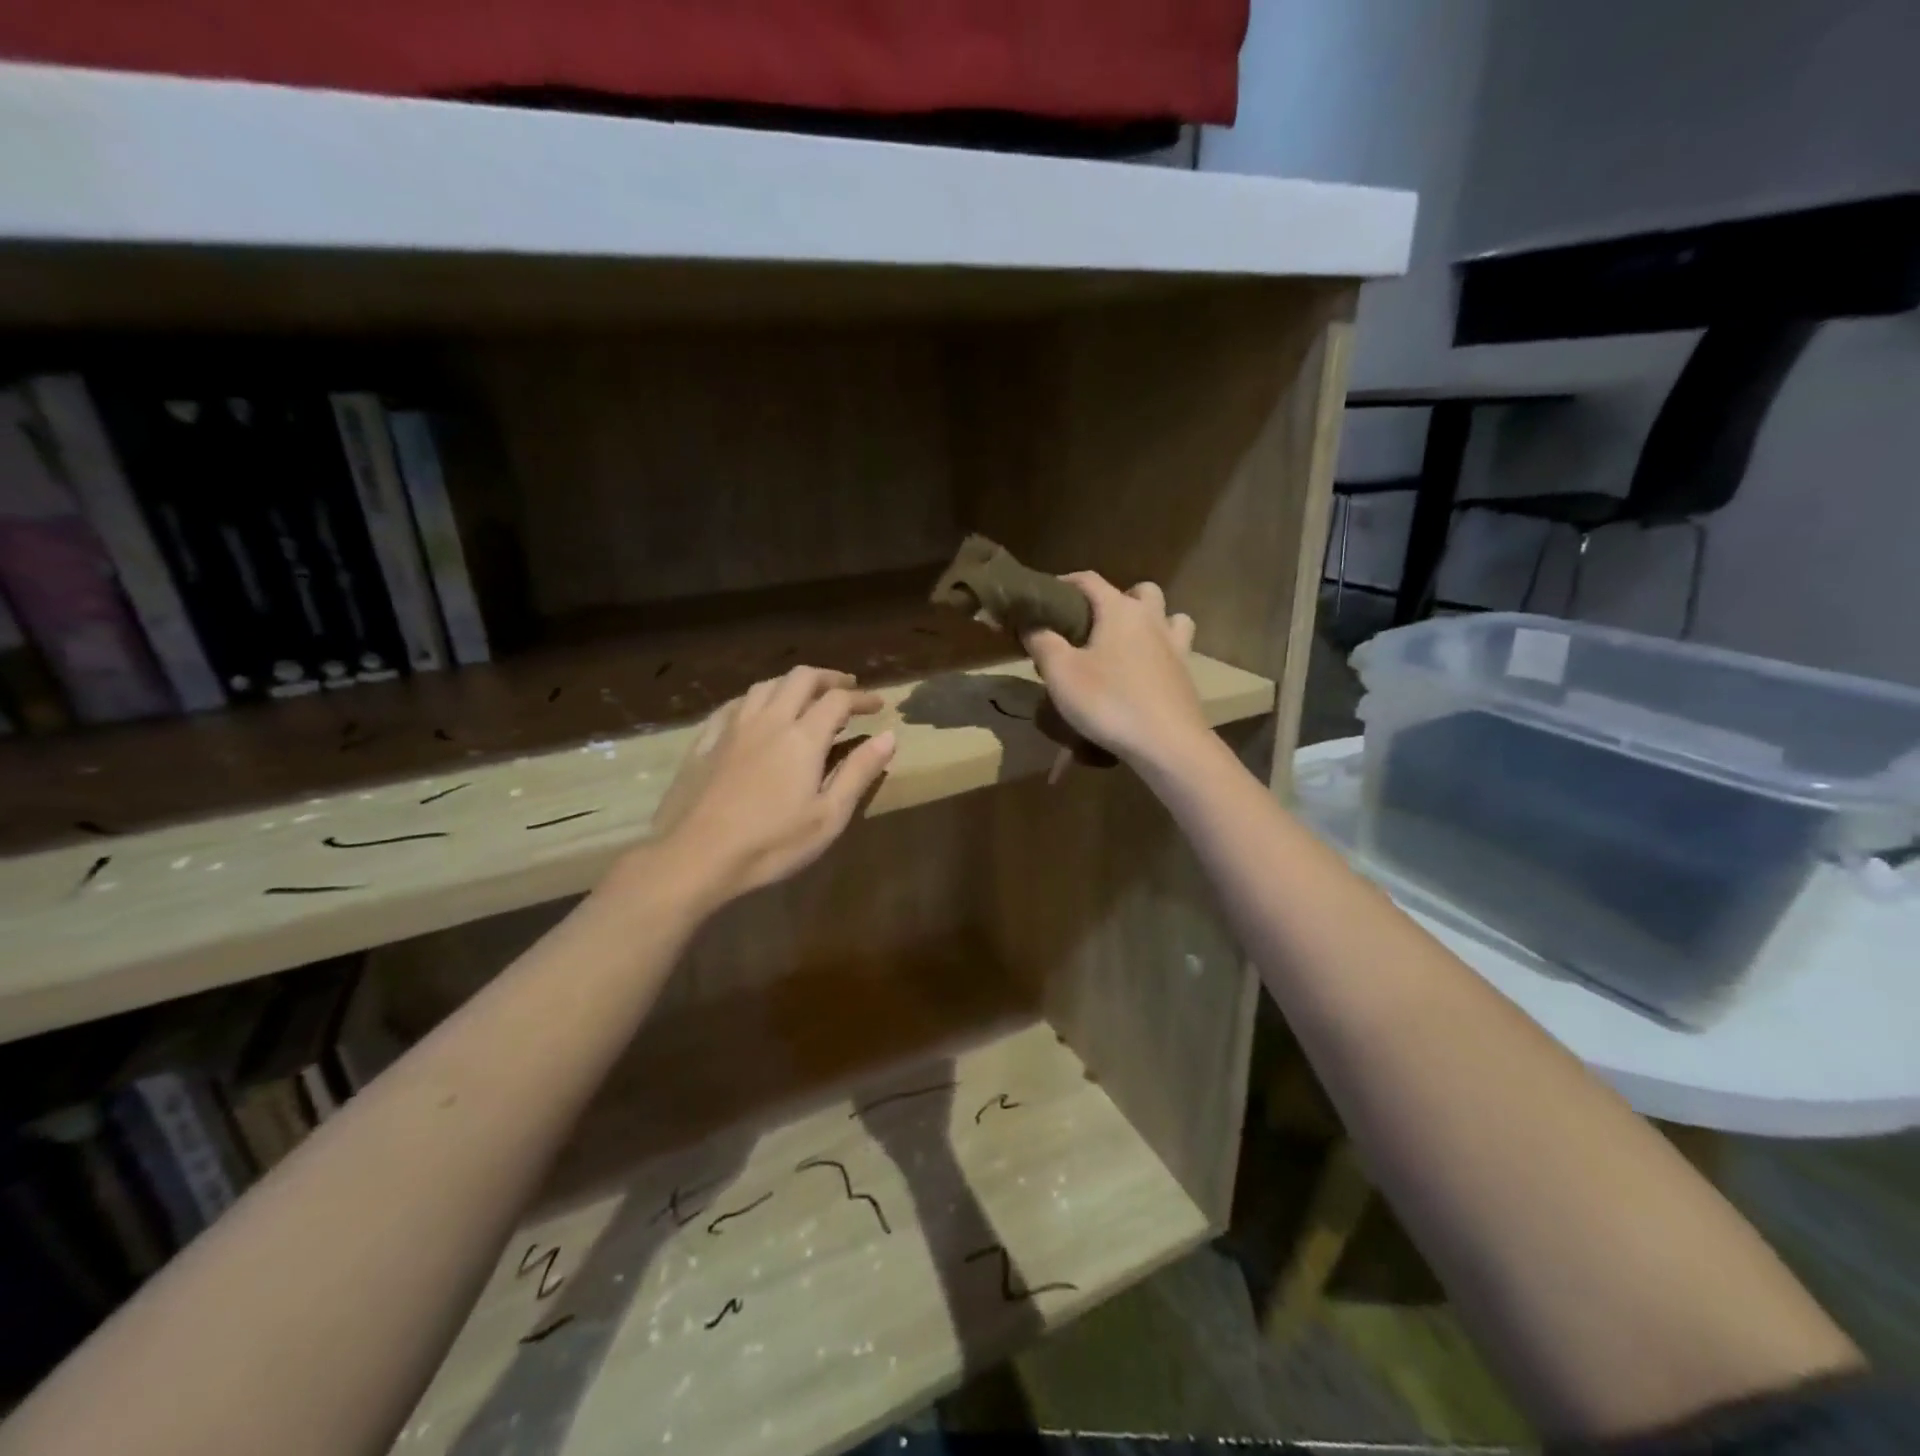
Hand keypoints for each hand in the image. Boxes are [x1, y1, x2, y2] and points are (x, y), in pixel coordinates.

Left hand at [649, 666, 895, 906]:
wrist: (695, 857)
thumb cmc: (771, 843)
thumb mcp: (828, 816)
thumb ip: (859, 772)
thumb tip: (889, 736)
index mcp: (802, 737)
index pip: (838, 700)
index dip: (862, 697)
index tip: (878, 705)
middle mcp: (768, 720)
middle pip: (801, 678)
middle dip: (829, 678)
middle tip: (846, 689)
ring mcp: (732, 727)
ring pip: (766, 685)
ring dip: (792, 683)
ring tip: (805, 697)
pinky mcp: (705, 741)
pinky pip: (734, 704)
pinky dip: (756, 699)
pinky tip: (756, 712)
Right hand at [1023, 573, 1208, 772]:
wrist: (1167, 744)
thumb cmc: (1109, 702)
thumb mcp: (1061, 673)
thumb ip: (1041, 641)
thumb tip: (1030, 622)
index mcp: (1120, 610)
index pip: (1089, 580)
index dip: (1065, 583)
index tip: (1046, 598)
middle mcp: (1152, 619)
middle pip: (1140, 591)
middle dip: (1117, 598)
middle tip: (1093, 624)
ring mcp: (1175, 647)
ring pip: (1169, 617)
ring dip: (1150, 621)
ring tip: (1127, 644)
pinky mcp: (1186, 675)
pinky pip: (1175, 650)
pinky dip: (1160, 652)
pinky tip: (1143, 673)